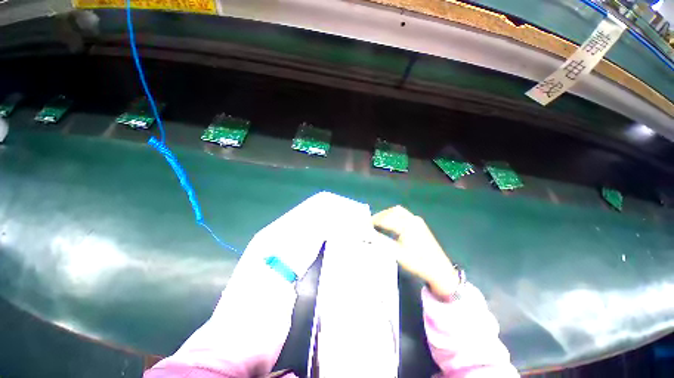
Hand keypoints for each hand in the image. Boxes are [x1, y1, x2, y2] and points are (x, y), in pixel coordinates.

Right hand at [372, 206, 459, 298]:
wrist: (439, 269)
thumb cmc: (417, 262)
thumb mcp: (397, 253)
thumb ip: (381, 241)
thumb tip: (367, 234)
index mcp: (407, 225)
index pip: (385, 219)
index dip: (373, 222)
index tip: (363, 226)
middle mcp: (412, 219)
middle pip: (391, 212)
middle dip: (379, 216)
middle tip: (369, 224)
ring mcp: (417, 220)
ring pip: (397, 211)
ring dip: (386, 215)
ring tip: (378, 223)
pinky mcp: (419, 223)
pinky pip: (403, 214)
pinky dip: (393, 216)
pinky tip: (390, 225)